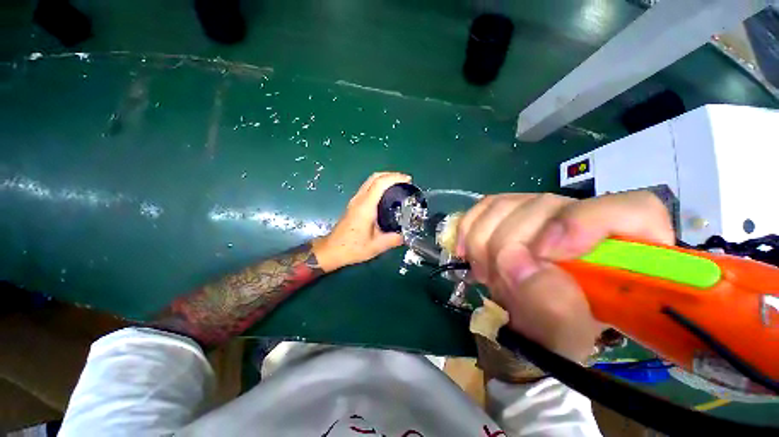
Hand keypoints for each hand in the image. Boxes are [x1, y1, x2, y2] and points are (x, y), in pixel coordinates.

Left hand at [312, 172, 411, 271]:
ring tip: (398, 186)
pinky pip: (367, 187)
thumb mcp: (376, 247)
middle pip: (374, 177)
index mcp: (365, 207)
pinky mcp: (353, 204)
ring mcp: (355, 201)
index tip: (408, 180)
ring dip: (384, 179)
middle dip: (391, 175)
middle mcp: (359, 200)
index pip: (380, 184)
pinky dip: (379, 185)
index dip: (395, 178)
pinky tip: (386, 195)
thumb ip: (393, 239)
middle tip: (405, 181)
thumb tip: (405, 235)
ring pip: (370, 181)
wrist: (332, 250)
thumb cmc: (352, 248)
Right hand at [456, 191, 673, 361]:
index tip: (541, 254)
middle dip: (508, 245)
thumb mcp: (562, 337)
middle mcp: (587, 219)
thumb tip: (515, 262)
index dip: (581, 224)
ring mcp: (544, 211)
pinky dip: (469, 228)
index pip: (632, 210)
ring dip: (484, 241)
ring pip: (508, 204)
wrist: (523, 319)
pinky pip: (484, 206)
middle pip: (546, 206)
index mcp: (625, 254)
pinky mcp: (512, 210)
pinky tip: (467, 251)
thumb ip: (551, 307)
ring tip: (484, 273)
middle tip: (495, 280)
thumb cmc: (555, 334)